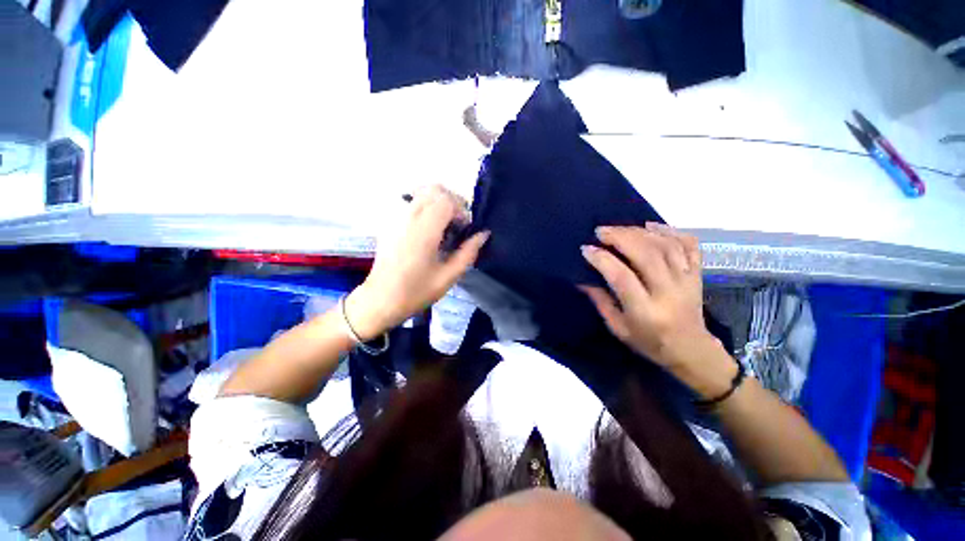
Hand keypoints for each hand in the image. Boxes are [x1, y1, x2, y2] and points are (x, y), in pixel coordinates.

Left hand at [346, 185, 489, 339]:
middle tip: (457, 224)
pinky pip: (411, 201)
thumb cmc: (416, 292)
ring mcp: (396, 217)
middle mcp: (408, 217)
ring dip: (439, 202)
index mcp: (423, 231)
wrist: (380, 300)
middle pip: (434, 190)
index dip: (461, 210)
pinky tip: (428, 228)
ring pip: (421, 192)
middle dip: (452, 202)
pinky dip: (425, 206)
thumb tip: (483, 234)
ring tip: (444, 225)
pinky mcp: (389, 222)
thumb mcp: (448, 277)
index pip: (446, 200)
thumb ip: (468, 253)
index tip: (464, 229)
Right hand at [581, 223, 723, 373]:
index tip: (586, 249)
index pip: (622, 277)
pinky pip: (689, 245)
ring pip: (665, 246)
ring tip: (619, 228)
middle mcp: (668, 292)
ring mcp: (687, 281)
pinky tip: (652, 225)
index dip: (602, 259)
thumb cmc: (649, 342)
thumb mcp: (618, 328)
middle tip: (601, 231)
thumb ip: (601, 302)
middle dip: (620, 237)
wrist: (692, 350)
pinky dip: (671, 231)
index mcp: (645, 310)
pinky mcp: (697, 274)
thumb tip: (582, 279)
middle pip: (646, 255)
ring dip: (640, 232)